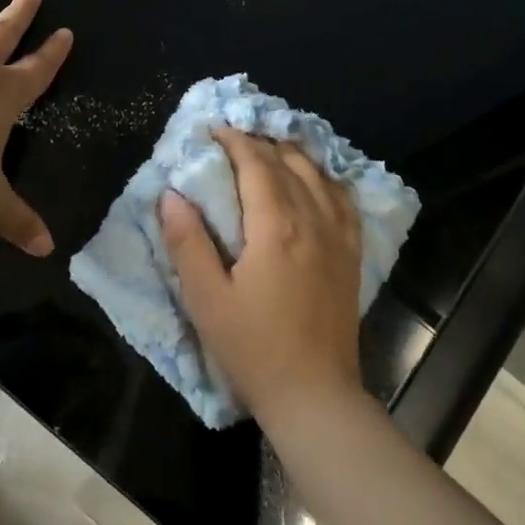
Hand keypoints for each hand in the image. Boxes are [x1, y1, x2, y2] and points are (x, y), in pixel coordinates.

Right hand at [159, 129, 363, 422]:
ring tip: (271, 149)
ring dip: (293, 155)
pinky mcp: (352, 256)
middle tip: (234, 137)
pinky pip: (344, 202)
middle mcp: (313, 221)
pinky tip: (317, 182)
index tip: (213, 130)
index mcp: (277, 227)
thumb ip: (188, 243)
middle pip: (289, 164)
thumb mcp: (206, 300)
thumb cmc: (253, 348)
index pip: (257, 166)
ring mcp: (339, 238)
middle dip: (260, 143)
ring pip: (320, 177)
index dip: (234, 142)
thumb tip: (172, 195)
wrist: (314, 394)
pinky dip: (326, 180)